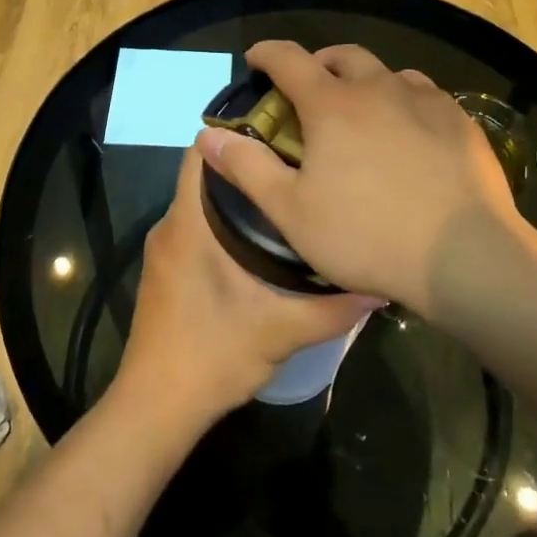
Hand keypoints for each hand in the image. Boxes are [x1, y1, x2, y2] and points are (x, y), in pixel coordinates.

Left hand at [116, 145, 381, 424]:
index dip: (236, 132)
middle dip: (249, 163)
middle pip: (206, 174)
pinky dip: (226, 222)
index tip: (282, 128)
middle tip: (300, 161)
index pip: (201, 152)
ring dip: (240, 195)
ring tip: (291, 193)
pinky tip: (265, 238)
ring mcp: (165, 250)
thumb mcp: (281, 332)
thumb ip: (333, 308)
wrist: (155, 408)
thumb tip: (381, 285)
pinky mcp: (168, 272)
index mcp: (188, 224)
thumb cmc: (211, 356)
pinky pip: (196, 227)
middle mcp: (170, 227)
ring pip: (201, 202)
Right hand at [193, 41, 521, 311]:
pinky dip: (405, 102)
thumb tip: (205, 136)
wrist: (465, 257)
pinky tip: (411, 133)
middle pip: (343, 56)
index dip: (267, 54)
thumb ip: (247, 168)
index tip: (256, 59)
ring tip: (363, 112)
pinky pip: (425, 95)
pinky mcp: (461, 121)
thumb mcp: (292, 211)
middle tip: (310, 90)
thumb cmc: (367, 236)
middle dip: (319, 64)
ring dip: (366, 82)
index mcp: (332, 105)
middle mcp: (379, 88)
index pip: (289, 59)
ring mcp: (426, 101)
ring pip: (389, 73)